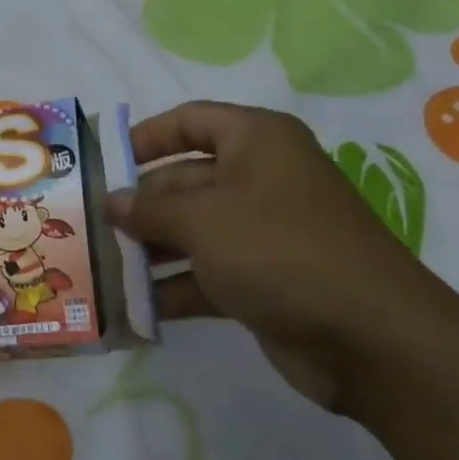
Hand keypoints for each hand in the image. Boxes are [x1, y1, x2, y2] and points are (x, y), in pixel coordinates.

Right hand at [105, 101, 458, 409]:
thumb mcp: (204, 219)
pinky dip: (172, 289)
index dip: (144, 137)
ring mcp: (262, 232)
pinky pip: (205, 274)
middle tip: (87, 227)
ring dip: (148, 251)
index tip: (103, 163)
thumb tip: (111, 202)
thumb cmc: (279, 250)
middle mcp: (259, 178)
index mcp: (256, 141)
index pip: (189, 120)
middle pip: (183, 180)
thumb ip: (149, 208)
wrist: (371, 339)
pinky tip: (130, 308)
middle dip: (138, 206)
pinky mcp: (263, 280)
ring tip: (99, 269)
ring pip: (192, 231)